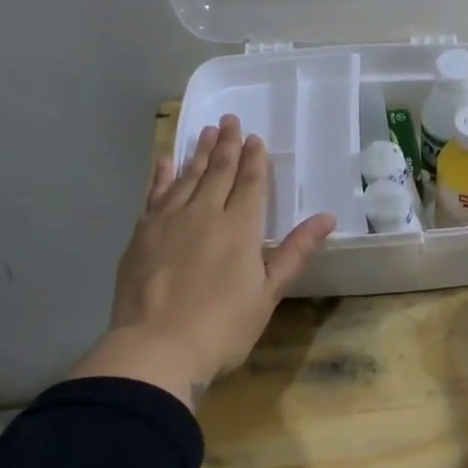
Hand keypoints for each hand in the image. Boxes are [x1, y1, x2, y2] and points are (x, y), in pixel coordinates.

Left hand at [70, 115, 334, 406]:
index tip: (255, 138)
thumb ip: (294, 252)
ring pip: (187, 176)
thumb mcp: (268, 293)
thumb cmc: (223, 327)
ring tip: (205, 131)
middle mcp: (204, 213)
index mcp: (239, 227)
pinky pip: (154, 194)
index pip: (250, 183)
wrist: (156, 348)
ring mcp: (168, 220)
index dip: (254, 159)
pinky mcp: (141, 233)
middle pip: (218, 171)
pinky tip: (165, 161)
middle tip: (230, 119)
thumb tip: (326, 217)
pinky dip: (161, 175)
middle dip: (227, 144)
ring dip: (198, 152)